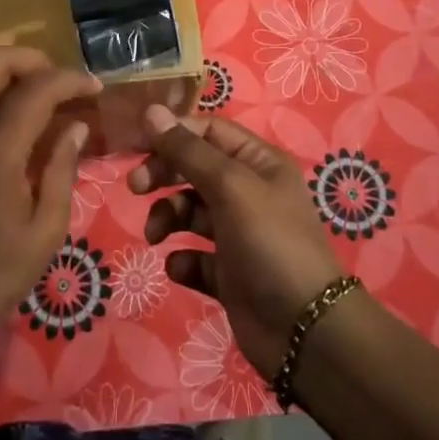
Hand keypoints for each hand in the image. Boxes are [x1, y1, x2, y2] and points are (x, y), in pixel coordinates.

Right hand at [129, 106, 343, 375]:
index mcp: (258, 162)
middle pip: (194, 169)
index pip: (208, 131)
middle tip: (136, 187)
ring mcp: (238, 234)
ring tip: (156, 236)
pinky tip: (181, 267)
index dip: (174, 134)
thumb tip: (151, 110)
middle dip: (164, 174)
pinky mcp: (228, 273)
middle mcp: (249, 192)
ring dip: (167, 217)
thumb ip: (188, 150)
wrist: (302, 329)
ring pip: (189, 211)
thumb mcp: (230, 186)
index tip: (137, 145)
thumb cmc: (269, 242)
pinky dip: (183, 259)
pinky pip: (195, 256)